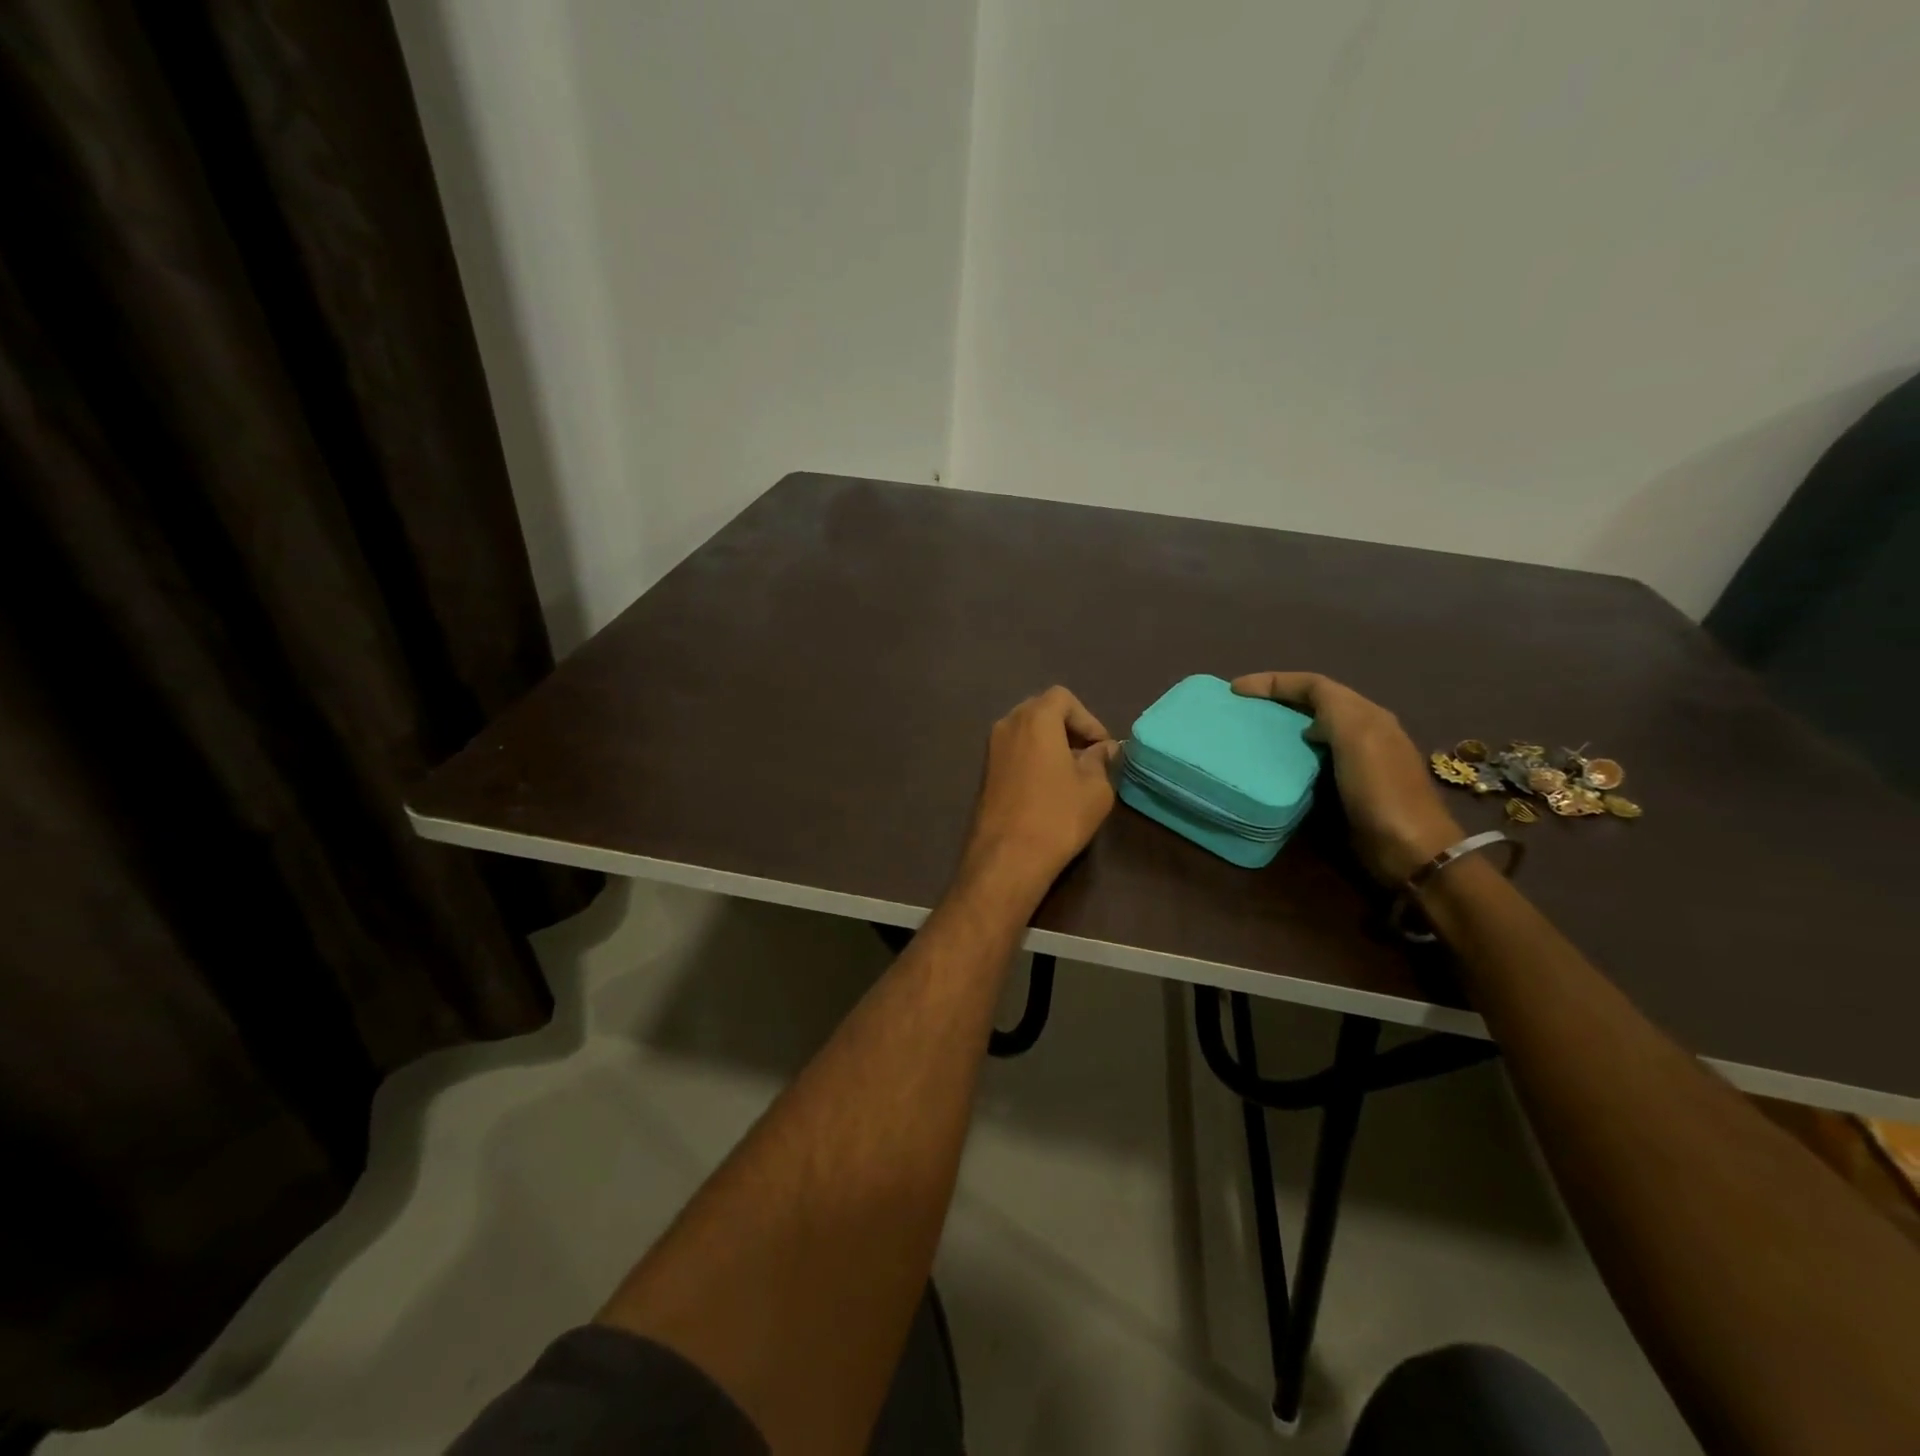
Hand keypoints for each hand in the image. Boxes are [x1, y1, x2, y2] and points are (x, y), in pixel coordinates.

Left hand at [960, 686, 1119, 899]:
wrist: (1007, 858)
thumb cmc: (1057, 817)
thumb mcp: (1095, 788)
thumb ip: (1101, 761)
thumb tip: (1102, 749)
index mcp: (1035, 719)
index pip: (1063, 698)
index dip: (1088, 719)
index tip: (1101, 748)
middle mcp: (1007, 725)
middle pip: (1042, 711)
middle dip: (1068, 728)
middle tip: (1089, 756)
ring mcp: (991, 749)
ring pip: (1026, 732)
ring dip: (1050, 743)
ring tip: (1072, 773)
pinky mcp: (985, 772)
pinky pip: (1014, 751)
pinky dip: (1033, 757)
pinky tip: (1049, 787)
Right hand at [1232, 672, 1461, 884]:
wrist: (1408, 849)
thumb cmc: (1379, 791)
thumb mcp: (1357, 738)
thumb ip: (1332, 711)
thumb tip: (1305, 719)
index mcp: (1365, 714)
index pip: (1314, 685)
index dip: (1274, 681)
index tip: (1236, 689)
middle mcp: (1363, 731)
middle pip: (1314, 703)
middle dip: (1276, 698)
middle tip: (1240, 707)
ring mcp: (1357, 760)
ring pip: (1312, 729)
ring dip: (1282, 726)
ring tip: (1250, 732)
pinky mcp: (1347, 787)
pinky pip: (1312, 758)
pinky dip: (1290, 754)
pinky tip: (1273, 765)